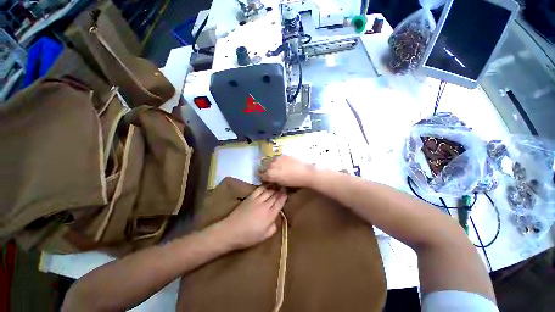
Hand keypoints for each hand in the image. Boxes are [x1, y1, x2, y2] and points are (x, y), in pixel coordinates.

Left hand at [218, 186, 286, 249]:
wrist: (231, 231)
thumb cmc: (249, 236)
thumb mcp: (264, 236)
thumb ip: (273, 227)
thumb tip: (276, 219)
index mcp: (270, 215)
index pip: (280, 203)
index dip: (284, 197)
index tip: (287, 192)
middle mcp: (265, 205)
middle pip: (275, 195)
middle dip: (280, 190)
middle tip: (284, 186)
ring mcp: (257, 200)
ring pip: (268, 191)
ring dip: (274, 187)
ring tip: (277, 184)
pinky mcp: (250, 197)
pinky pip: (259, 189)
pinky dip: (264, 186)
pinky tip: (267, 185)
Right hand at [259, 156, 314, 186]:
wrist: (305, 173)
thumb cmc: (294, 181)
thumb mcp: (282, 183)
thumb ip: (274, 180)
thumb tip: (271, 179)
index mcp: (271, 174)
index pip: (262, 175)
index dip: (264, 177)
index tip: (266, 178)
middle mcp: (272, 165)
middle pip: (266, 167)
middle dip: (268, 170)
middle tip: (273, 173)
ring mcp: (278, 159)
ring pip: (271, 161)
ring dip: (273, 165)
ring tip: (278, 168)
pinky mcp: (283, 155)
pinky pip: (278, 158)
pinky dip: (279, 161)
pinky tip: (284, 164)